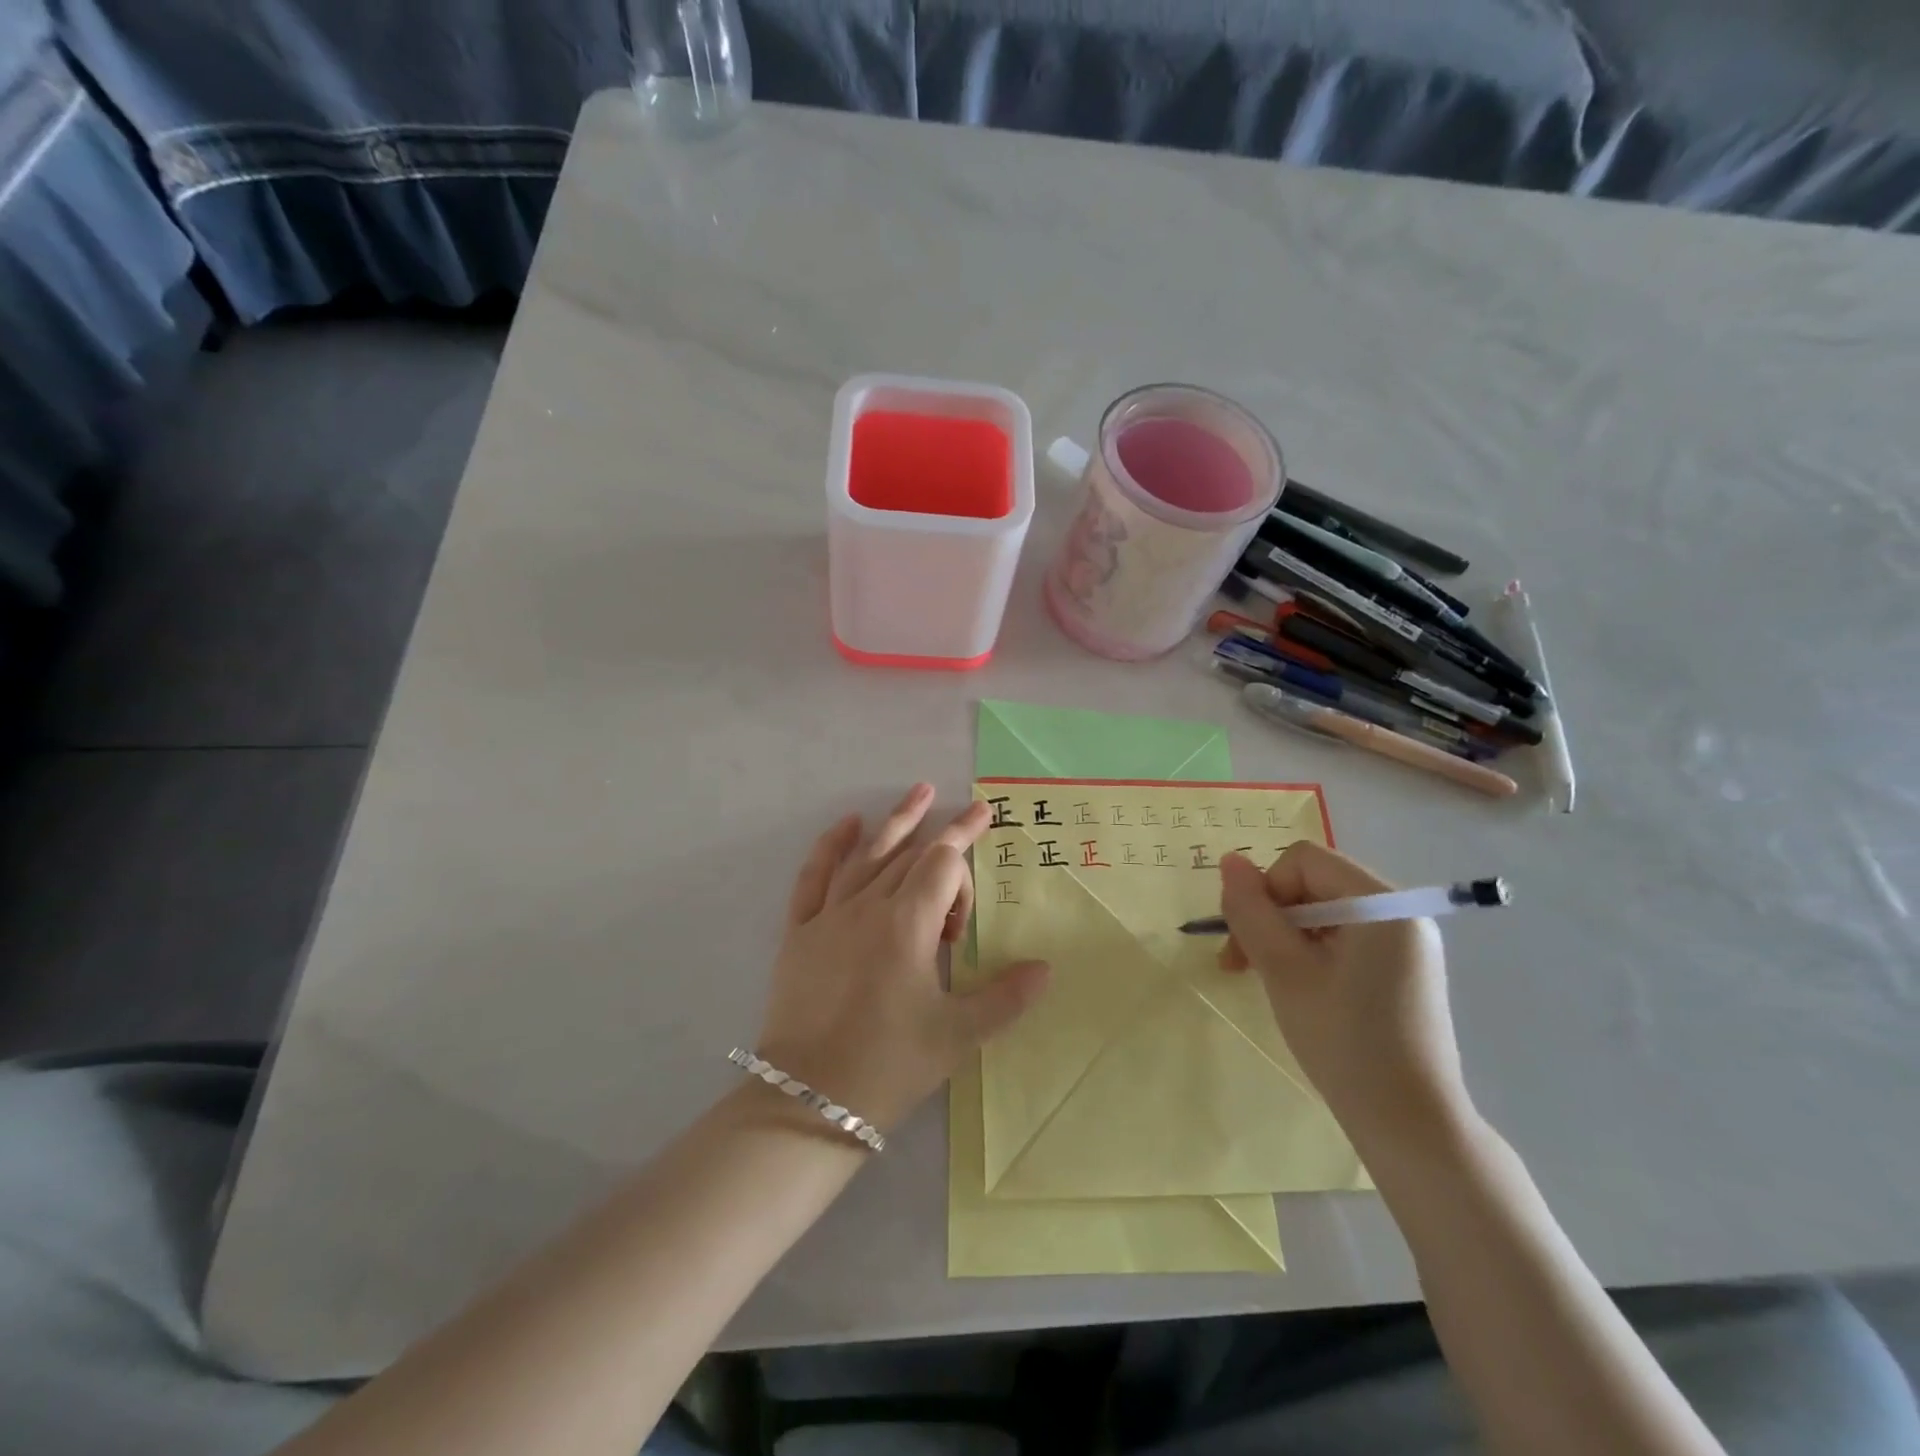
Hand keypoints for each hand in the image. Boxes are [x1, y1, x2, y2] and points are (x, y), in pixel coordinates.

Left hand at [755, 784, 1049, 1131]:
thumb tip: (1045, 968)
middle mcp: (868, 907)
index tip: (986, 834)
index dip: (967, 851)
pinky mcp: (800, 933)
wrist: (808, 1101)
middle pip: (911, 855)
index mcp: (907, 925)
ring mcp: (829, 917)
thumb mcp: (957, 1036)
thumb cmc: (889, 1065)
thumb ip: (1005, 998)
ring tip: (919, 792)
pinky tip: (847, 825)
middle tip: (970, 812)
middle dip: (944, 833)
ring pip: (867, 856)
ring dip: (896, 822)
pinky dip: (830, 846)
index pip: (943, 865)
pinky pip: (813, 877)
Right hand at [1218, 843, 1470, 1152]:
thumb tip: (1229, 860)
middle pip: (1315, 883)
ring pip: (1325, 911)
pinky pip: (1346, 937)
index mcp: (1382, 905)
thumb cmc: (1344, 1043)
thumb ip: (1252, 911)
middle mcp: (1402, 913)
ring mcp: (1407, 942)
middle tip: (1240, 964)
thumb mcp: (1284, 971)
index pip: (1304, 861)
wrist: (1411, 1126)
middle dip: (1271, 915)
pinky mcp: (1405, 969)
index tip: (1247, 940)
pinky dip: (1312, 952)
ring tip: (1264, 980)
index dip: (1266, 890)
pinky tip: (1300, 989)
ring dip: (1285, 936)